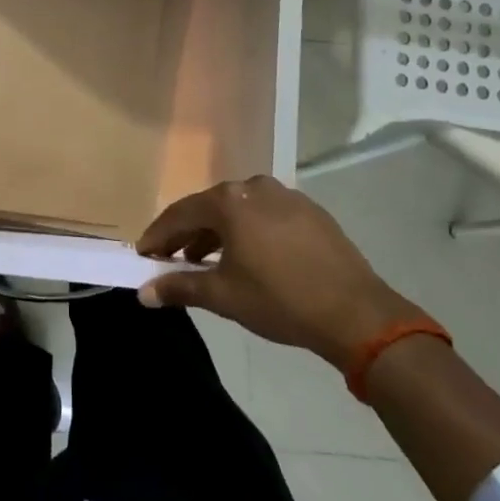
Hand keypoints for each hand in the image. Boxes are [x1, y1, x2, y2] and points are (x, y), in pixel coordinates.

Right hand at [136, 175, 426, 367]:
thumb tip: (144, 293)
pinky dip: (249, 231)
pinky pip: (266, 215)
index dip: (158, 236)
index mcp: (229, 201)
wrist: (356, 313)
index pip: (180, 214)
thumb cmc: (280, 300)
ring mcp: (286, 195)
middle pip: (209, 208)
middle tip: (171, 259)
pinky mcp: (311, 211)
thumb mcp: (224, 296)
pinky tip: (250, 257)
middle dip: (187, 234)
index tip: (143, 255)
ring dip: (218, 233)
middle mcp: (254, 187)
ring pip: (240, 210)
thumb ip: (180, 288)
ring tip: (208, 262)